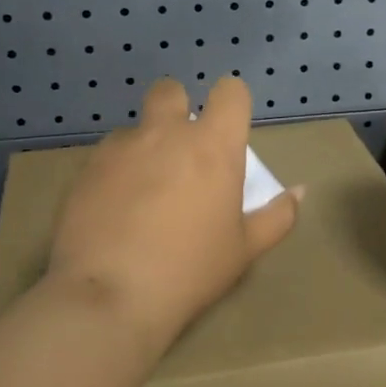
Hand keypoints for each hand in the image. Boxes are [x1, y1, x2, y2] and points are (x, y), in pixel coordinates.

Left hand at [46, 75, 301, 348]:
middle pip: (171, 91)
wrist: (110, 295)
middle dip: (177, 108)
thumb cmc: (190, 270)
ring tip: (144, 191)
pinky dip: (116, 171)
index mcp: (213, 146)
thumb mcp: (245, 250)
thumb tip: (298, 192)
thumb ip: (277, 215)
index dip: (232, 102)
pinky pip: (107, 155)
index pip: (230, 92)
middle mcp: (166, 133)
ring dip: (145, 146)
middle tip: (181, 150)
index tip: (228, 128)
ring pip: (136, 128)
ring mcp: (121, 148)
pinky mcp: (86, 169)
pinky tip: (115, 208)